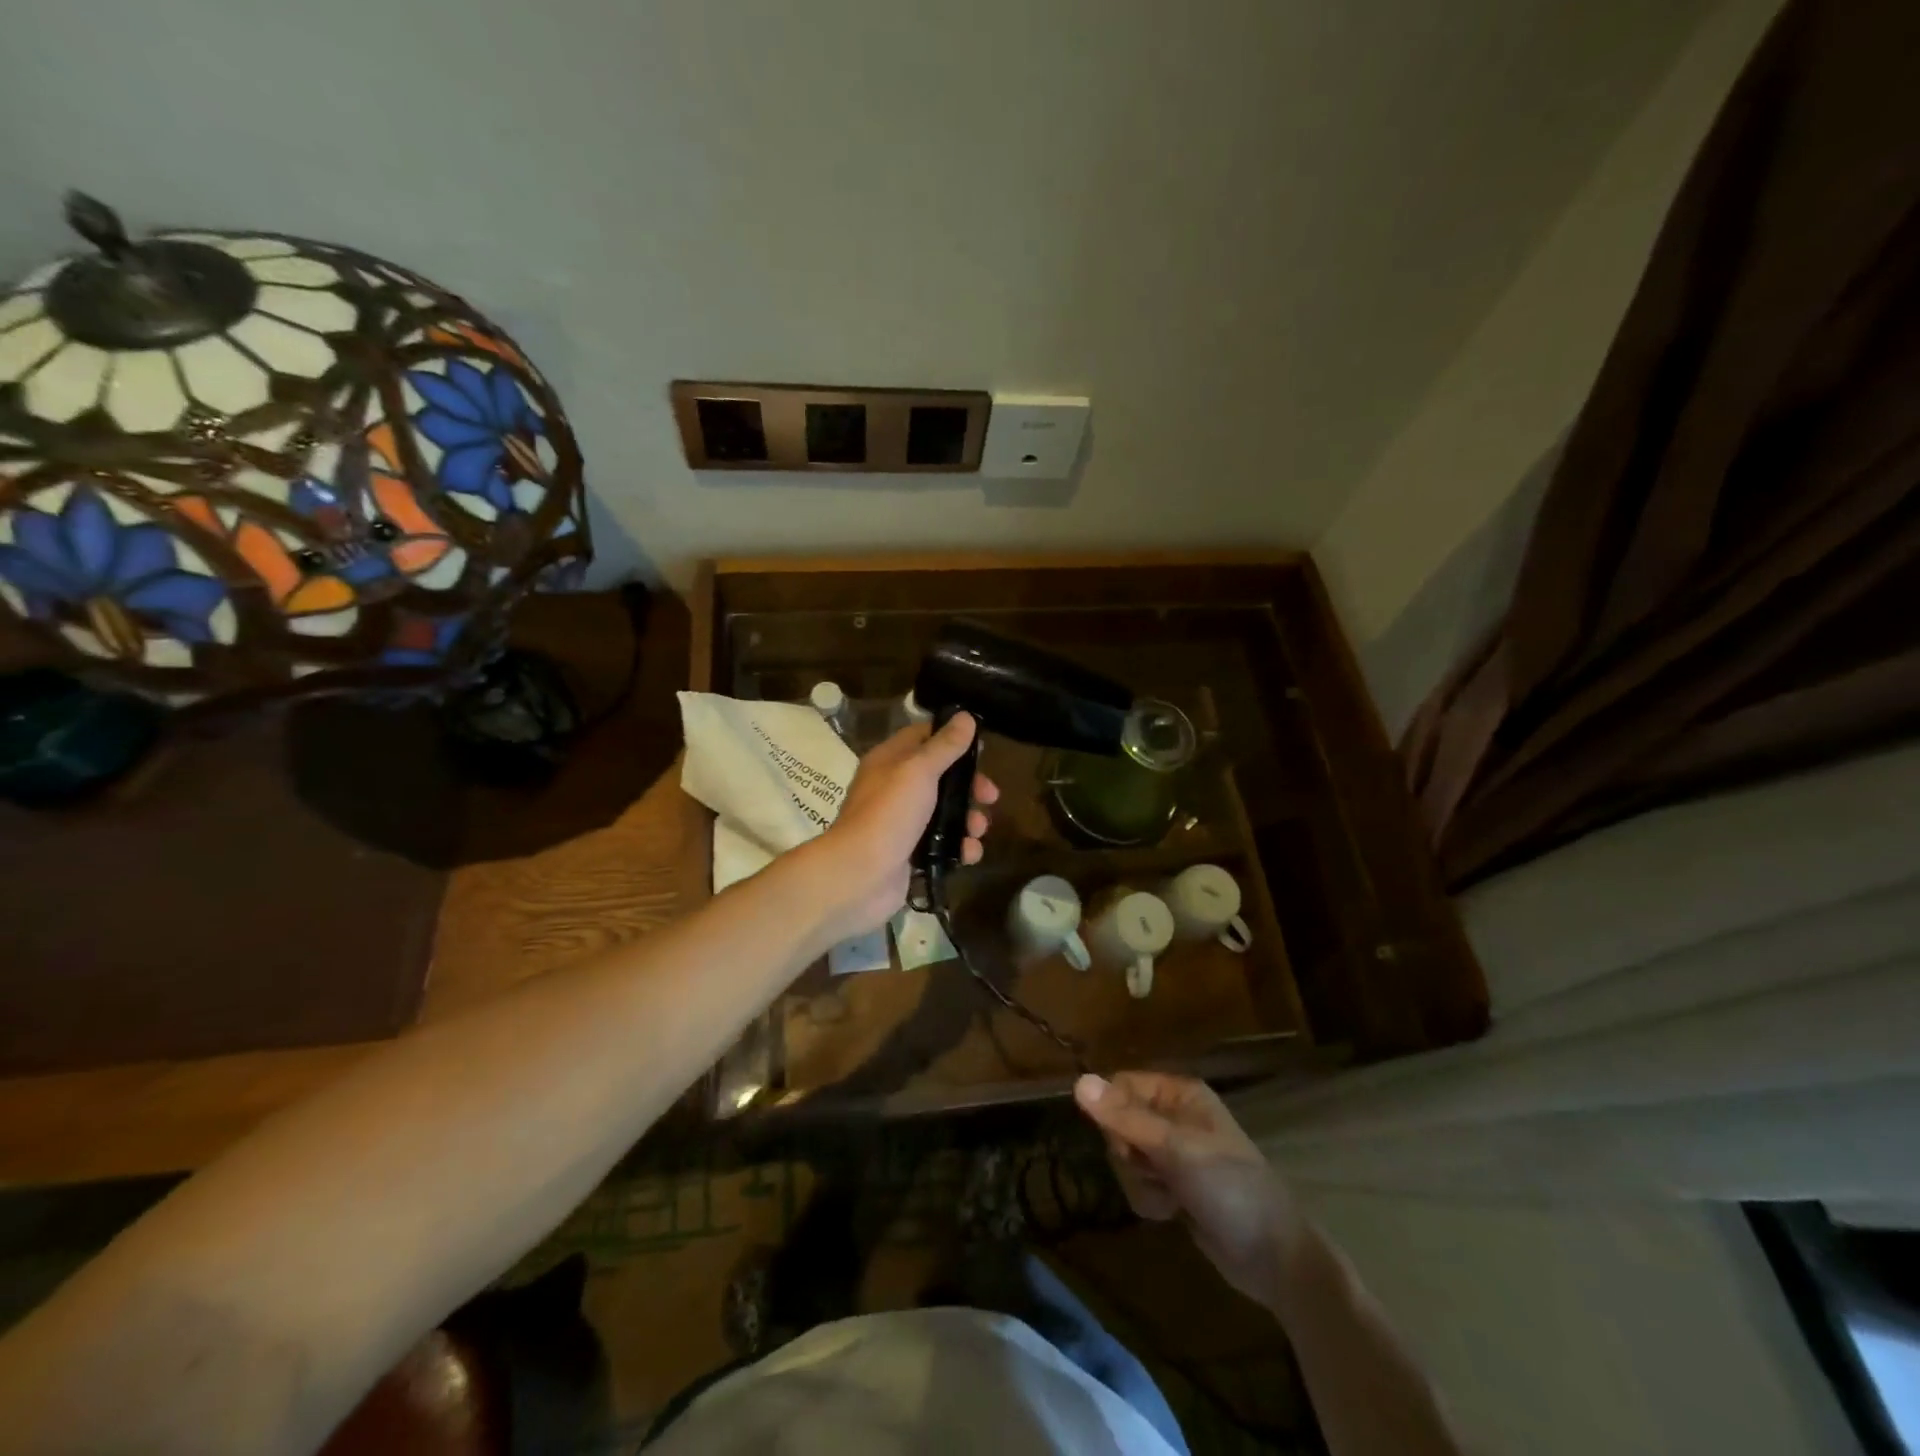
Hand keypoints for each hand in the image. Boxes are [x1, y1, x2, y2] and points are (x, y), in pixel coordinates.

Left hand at [813, 713, 998, 938]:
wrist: (859, 875)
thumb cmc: (888, 814)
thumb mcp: (918, 771)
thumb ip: (944, 746)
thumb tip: (966, 716)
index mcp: (890, 761)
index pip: (923, 737)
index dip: (952, 739)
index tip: (981, 749)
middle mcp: (895, 788)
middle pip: (941, 777)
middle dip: (969, 787)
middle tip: (990, 796)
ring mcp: (903, 823)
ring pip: (945, 813)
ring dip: (968, 820)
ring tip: (978, 830)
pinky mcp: (911, 854)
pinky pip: (943, 845)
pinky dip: (960, 848)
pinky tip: (969, 854)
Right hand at [1074, 1071, 1309, 1311]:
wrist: (1274, 1258)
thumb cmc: (1230, 1189)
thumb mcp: (1175, 1149)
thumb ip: (1124, 1118)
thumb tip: (1077, 1082)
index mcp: (1179, 1093)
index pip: (1120, 1085)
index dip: (1113, 1112)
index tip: (1124, 1140)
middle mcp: (1174, 1116)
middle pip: (1118, 1122)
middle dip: (1129, 1154)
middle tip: (1154, 1169)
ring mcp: (1174, 1153)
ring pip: (1125, 1157)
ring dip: (1140, 1182)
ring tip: (1171, 1197)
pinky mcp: (1174, 1187)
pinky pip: (1139, 1184)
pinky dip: (1150, 1200)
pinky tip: (1174, 1213)